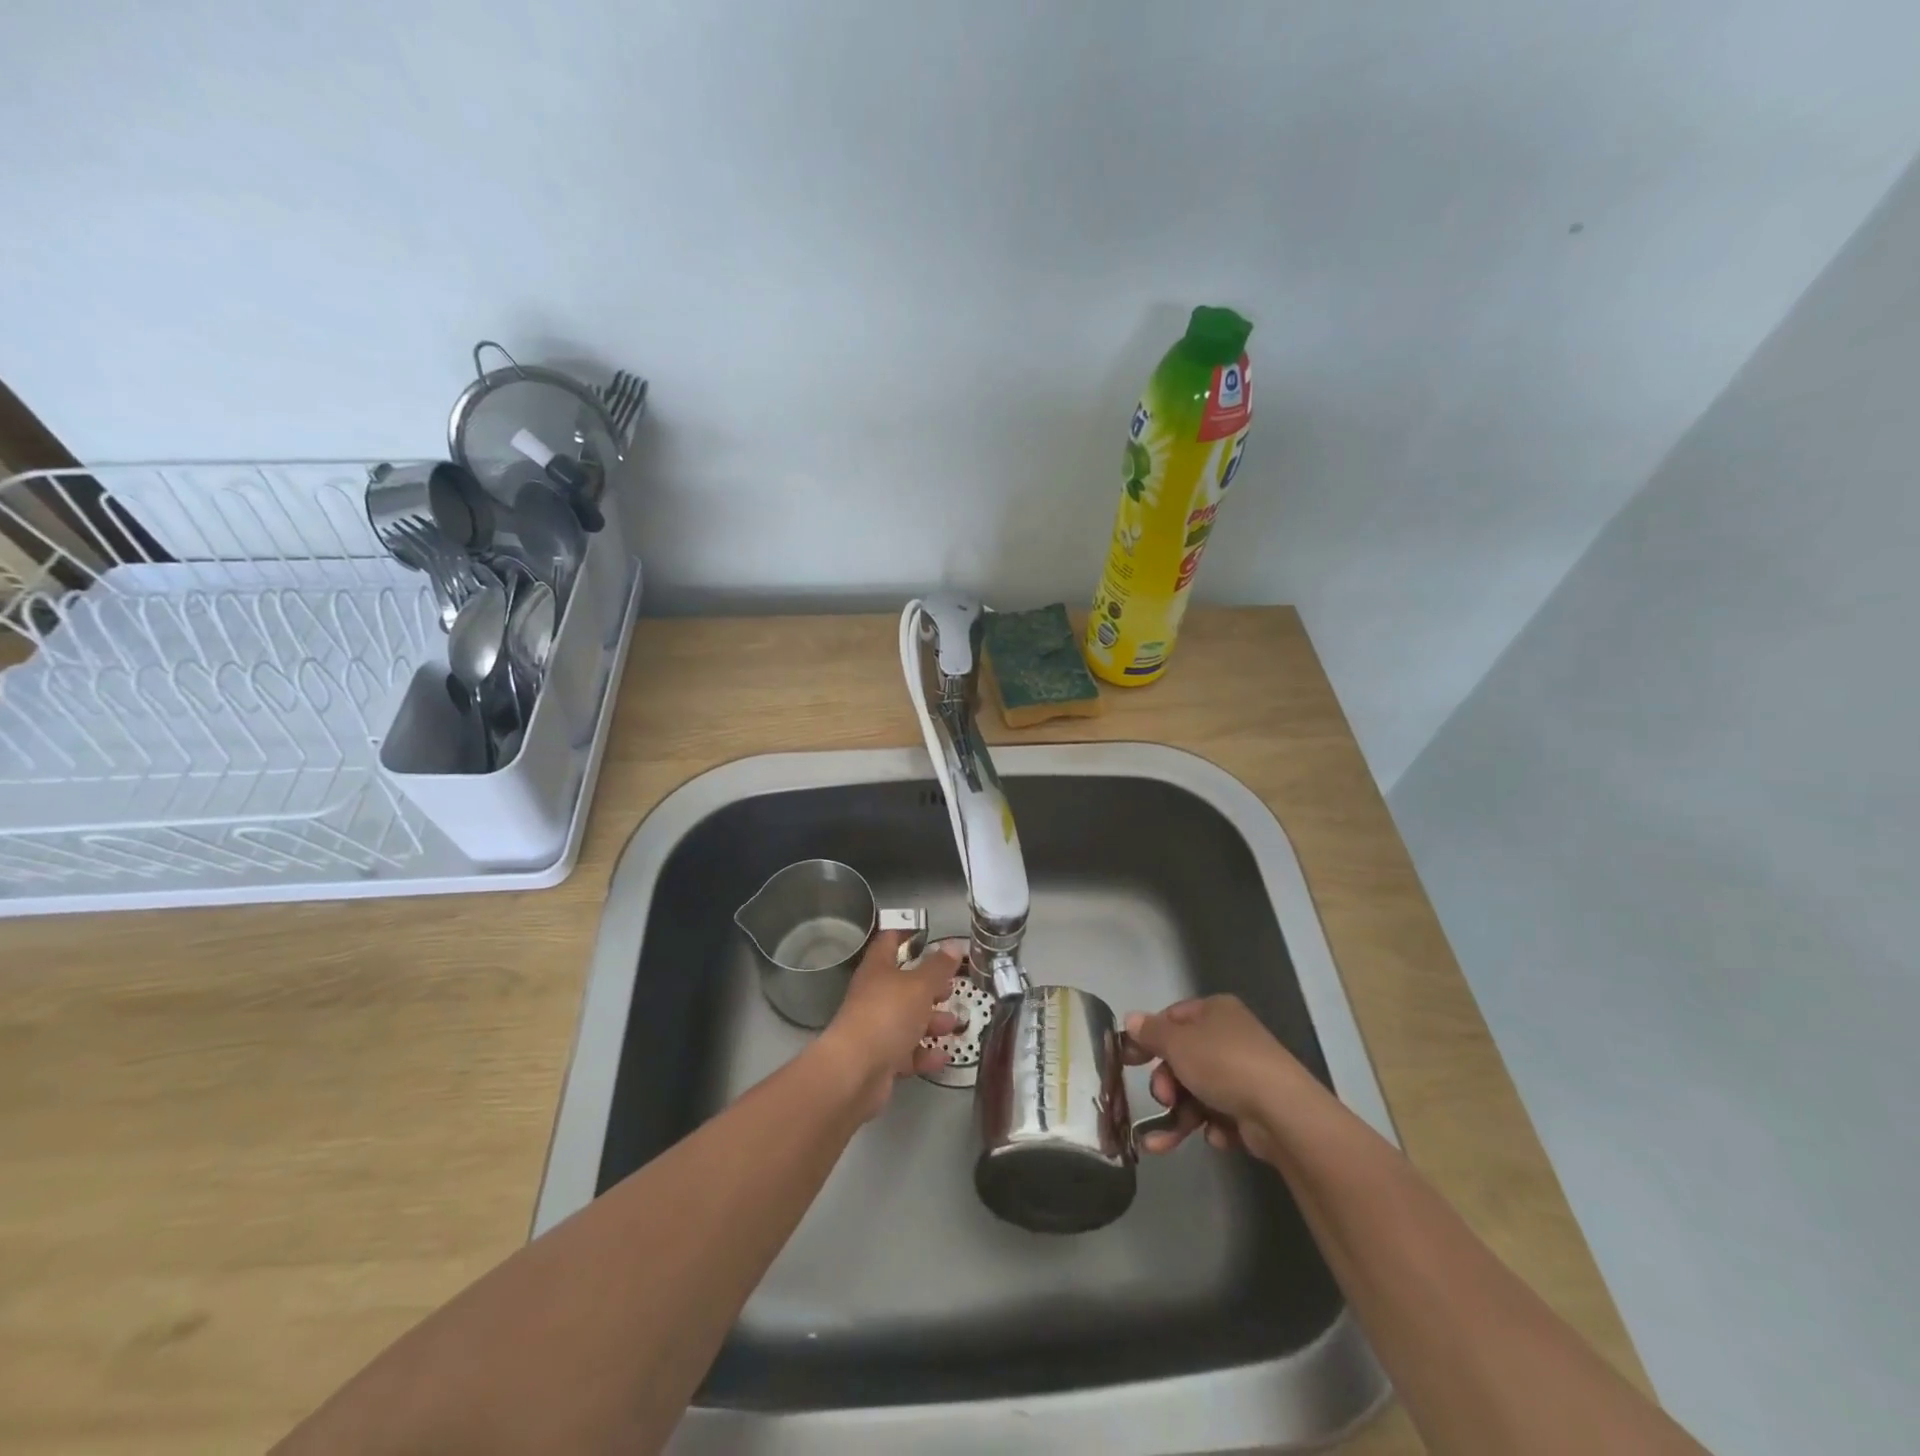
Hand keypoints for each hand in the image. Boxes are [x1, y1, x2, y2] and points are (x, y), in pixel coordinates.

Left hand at [815, 932, 961, 1119]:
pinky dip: (925, 1053)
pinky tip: (944, 1056)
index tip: (927, 933)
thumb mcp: (919, 985)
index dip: (906, 934)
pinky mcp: (881, 1059)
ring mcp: (876, 1028)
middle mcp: (875, 995)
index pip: (889, 941)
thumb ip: (938, 967)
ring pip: (908, 1019)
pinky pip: (907, 1052)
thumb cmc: (888, 1015)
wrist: (855, 1072)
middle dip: (929, 986)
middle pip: (903, 984)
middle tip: (952, 985)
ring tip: (955, 1023)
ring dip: (932, 1021)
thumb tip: (953, 945)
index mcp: (878, 969)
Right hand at [1123, 995, 1313, 1161]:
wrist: (1283, 1113)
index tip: (1127, 1061)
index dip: (1148, 1038)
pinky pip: (1221, 1115)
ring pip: (1198, 1093)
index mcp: (1215, 1012)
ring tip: (1162, 1143)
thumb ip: (1151, 1033)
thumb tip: (1130, 1019)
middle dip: (1166, 1085)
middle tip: (1163, 1099)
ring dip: (1178, 1117)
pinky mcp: (1256, 1109)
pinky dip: (1213, 1126)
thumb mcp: (1177, 1043)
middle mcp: (1231, 1038)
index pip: (1172, 1018)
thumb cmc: (1223, 1065)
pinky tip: (1217, 1135)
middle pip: (1184, 1059)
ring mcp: (1246, 1074)